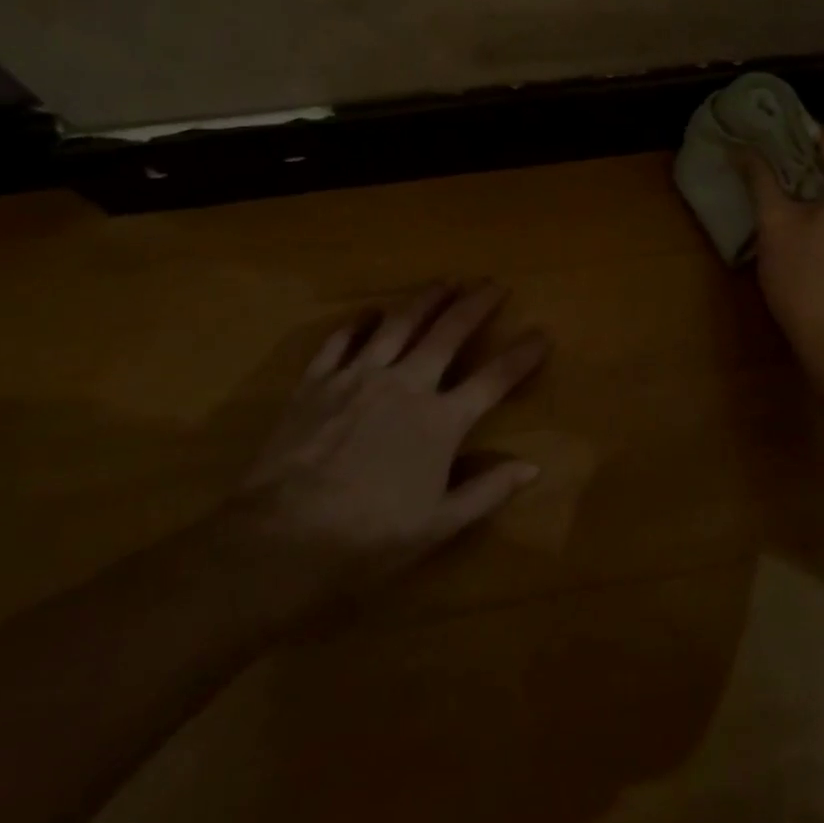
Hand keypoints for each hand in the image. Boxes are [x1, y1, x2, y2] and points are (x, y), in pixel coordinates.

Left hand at [228, 283, 545, 606]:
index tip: (542, 333)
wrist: (281, 540)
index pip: (493, 379)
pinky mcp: (318, 380)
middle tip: (494, 284)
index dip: (522, 355)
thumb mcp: (437, 525)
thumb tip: (532, 467)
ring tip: (444, 282)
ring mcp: (359, 376)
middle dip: (476, 305)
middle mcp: (406, 385)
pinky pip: (341, 340)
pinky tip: (368, 312)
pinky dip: (358, 323)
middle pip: (449, 333)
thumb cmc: (367, 539)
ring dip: (425, 299)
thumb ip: (487, 491)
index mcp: (440, 421)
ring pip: (399, 324)